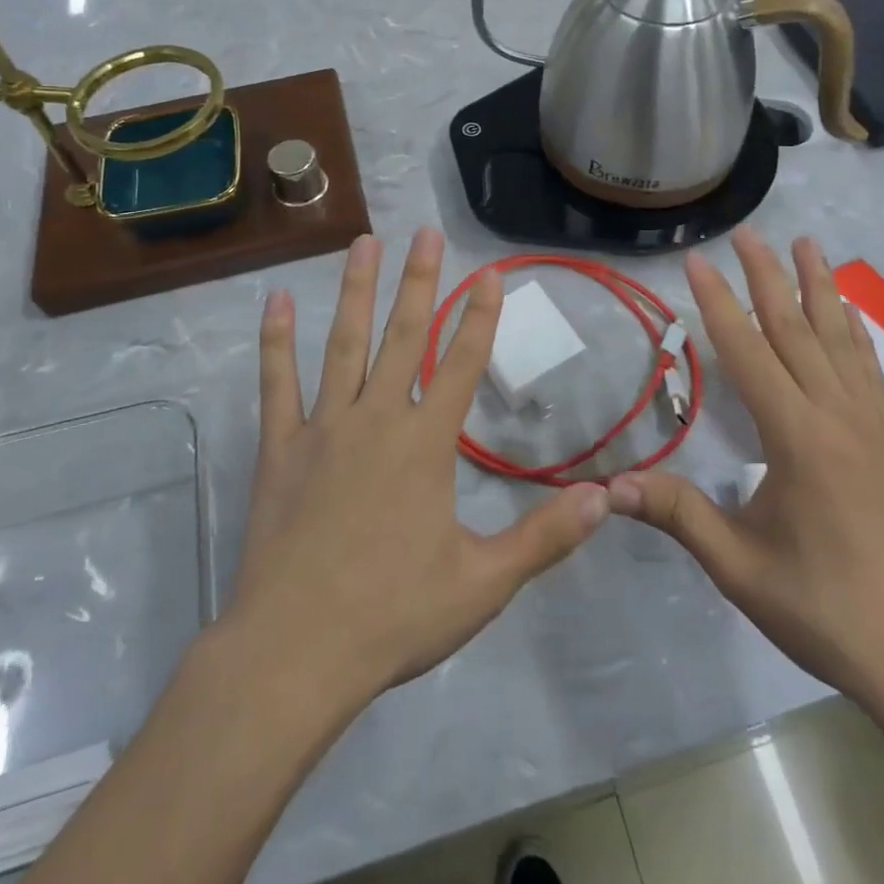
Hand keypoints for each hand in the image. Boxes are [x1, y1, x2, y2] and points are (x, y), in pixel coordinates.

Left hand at [232, 228, 609, 706]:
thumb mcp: (484, 583)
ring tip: (364, 242)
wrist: (295, 653)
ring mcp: (323, 427)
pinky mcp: (280, 446)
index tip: (491, 272)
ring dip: (357, 290)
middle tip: (427, 231)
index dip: (481, 316)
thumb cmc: (393, 616)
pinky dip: (276, 340)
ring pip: (344, 343)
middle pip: (405, 336)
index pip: (462, 364)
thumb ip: (546, 537)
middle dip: (422, 281)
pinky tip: (275, 300)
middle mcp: (377, 419)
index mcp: (426, 444)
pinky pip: (278, 382)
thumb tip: (607, 497)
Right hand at [606, 227, 883, 711]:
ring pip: (839, 339)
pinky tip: (849, 312)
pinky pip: (868, 368)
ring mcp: (869, 425)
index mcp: (796, 437)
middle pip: (796, 329)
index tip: (696, 262)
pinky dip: (854, 330)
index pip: (748, 352)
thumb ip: (676, 514)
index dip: (718, 304)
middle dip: (768, 277)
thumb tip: (606, 487)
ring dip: (819, 287)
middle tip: (748, 233)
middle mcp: (836, 415)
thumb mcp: (737, 565)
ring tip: (808, 244)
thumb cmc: (821, 608)